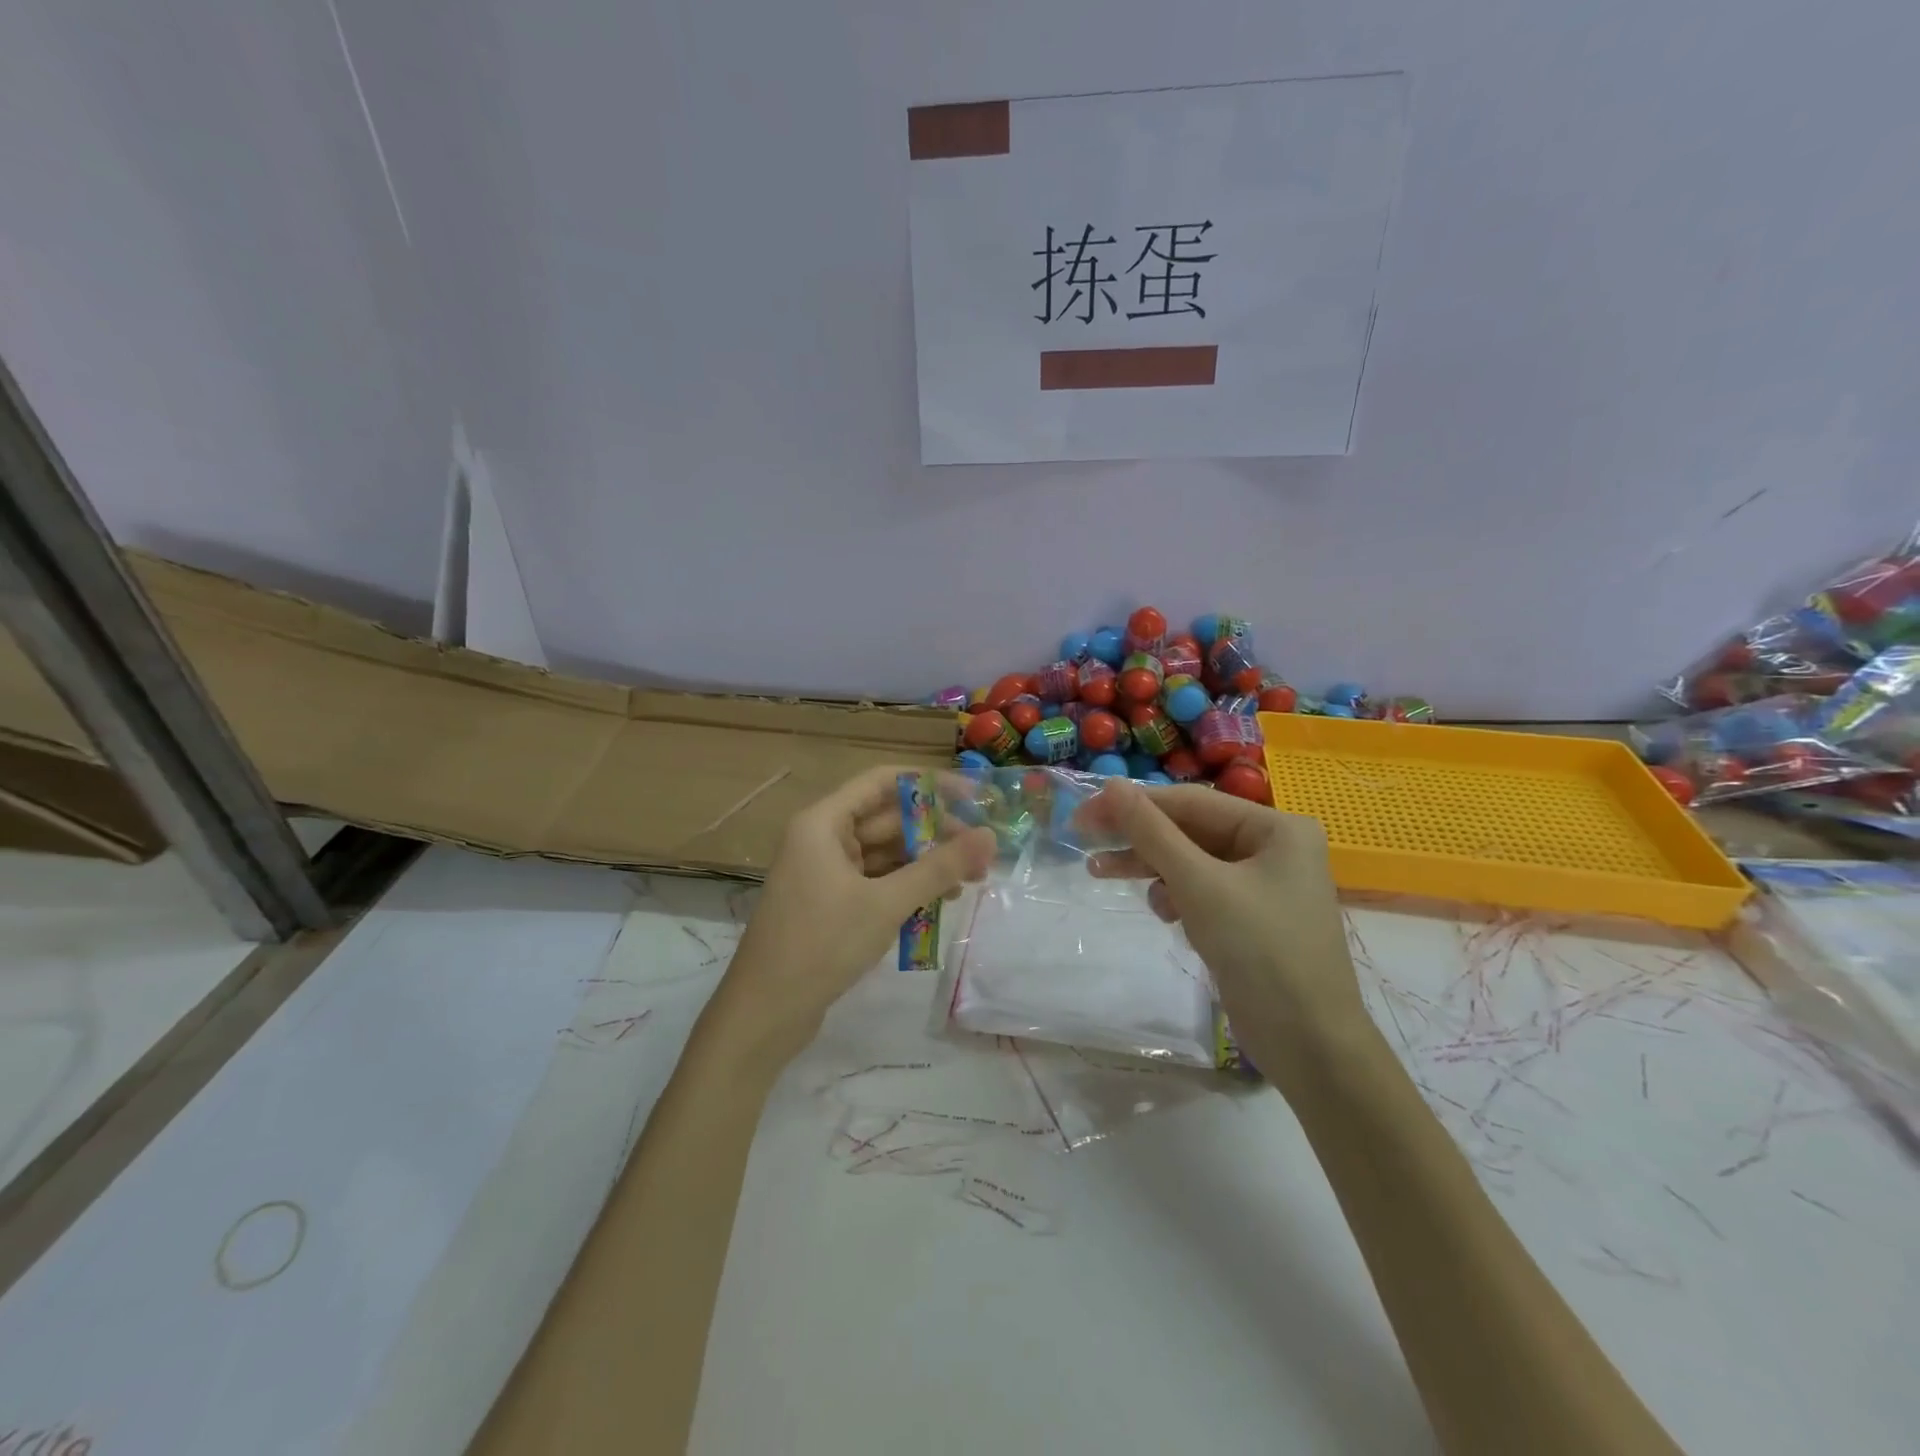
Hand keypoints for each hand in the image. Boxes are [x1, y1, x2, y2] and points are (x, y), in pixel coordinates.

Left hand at [702, 765, 996, 1070]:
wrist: (764, 1013)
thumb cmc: (822, 944)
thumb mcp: (886, 903)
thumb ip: (939, 867)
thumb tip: (989, 836)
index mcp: (823, 823)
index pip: (882, 781)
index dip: (928, 784)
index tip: (972, 796)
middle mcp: (822, 838)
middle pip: (887, 820)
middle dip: (935, 834)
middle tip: (982, 852)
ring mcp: (824, 872)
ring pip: (885, 854)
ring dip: (925, 864)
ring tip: (970, 881)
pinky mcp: (830, 903)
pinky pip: (875, 881)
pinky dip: (905, 887)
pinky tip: (938, 902)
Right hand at [1077, 780, 1367, 1070]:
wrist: (1310, 1046)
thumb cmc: (1261, 952)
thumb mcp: (1199, 885)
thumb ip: (1152, 833)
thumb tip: (1111, 786)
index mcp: (1276, 828)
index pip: (1192, 803)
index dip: (1135, 805)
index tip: (1084, 814)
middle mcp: (1273, 847)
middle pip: (1190, 831)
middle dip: (1139, 840)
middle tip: (1085, 843)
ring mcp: (1262, 884)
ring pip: (1190, 862)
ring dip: (1151, 869)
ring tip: (1101, 873)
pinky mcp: (1250, 917)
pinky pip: (1201, 891)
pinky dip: (1176, 897)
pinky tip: (1165, 915)